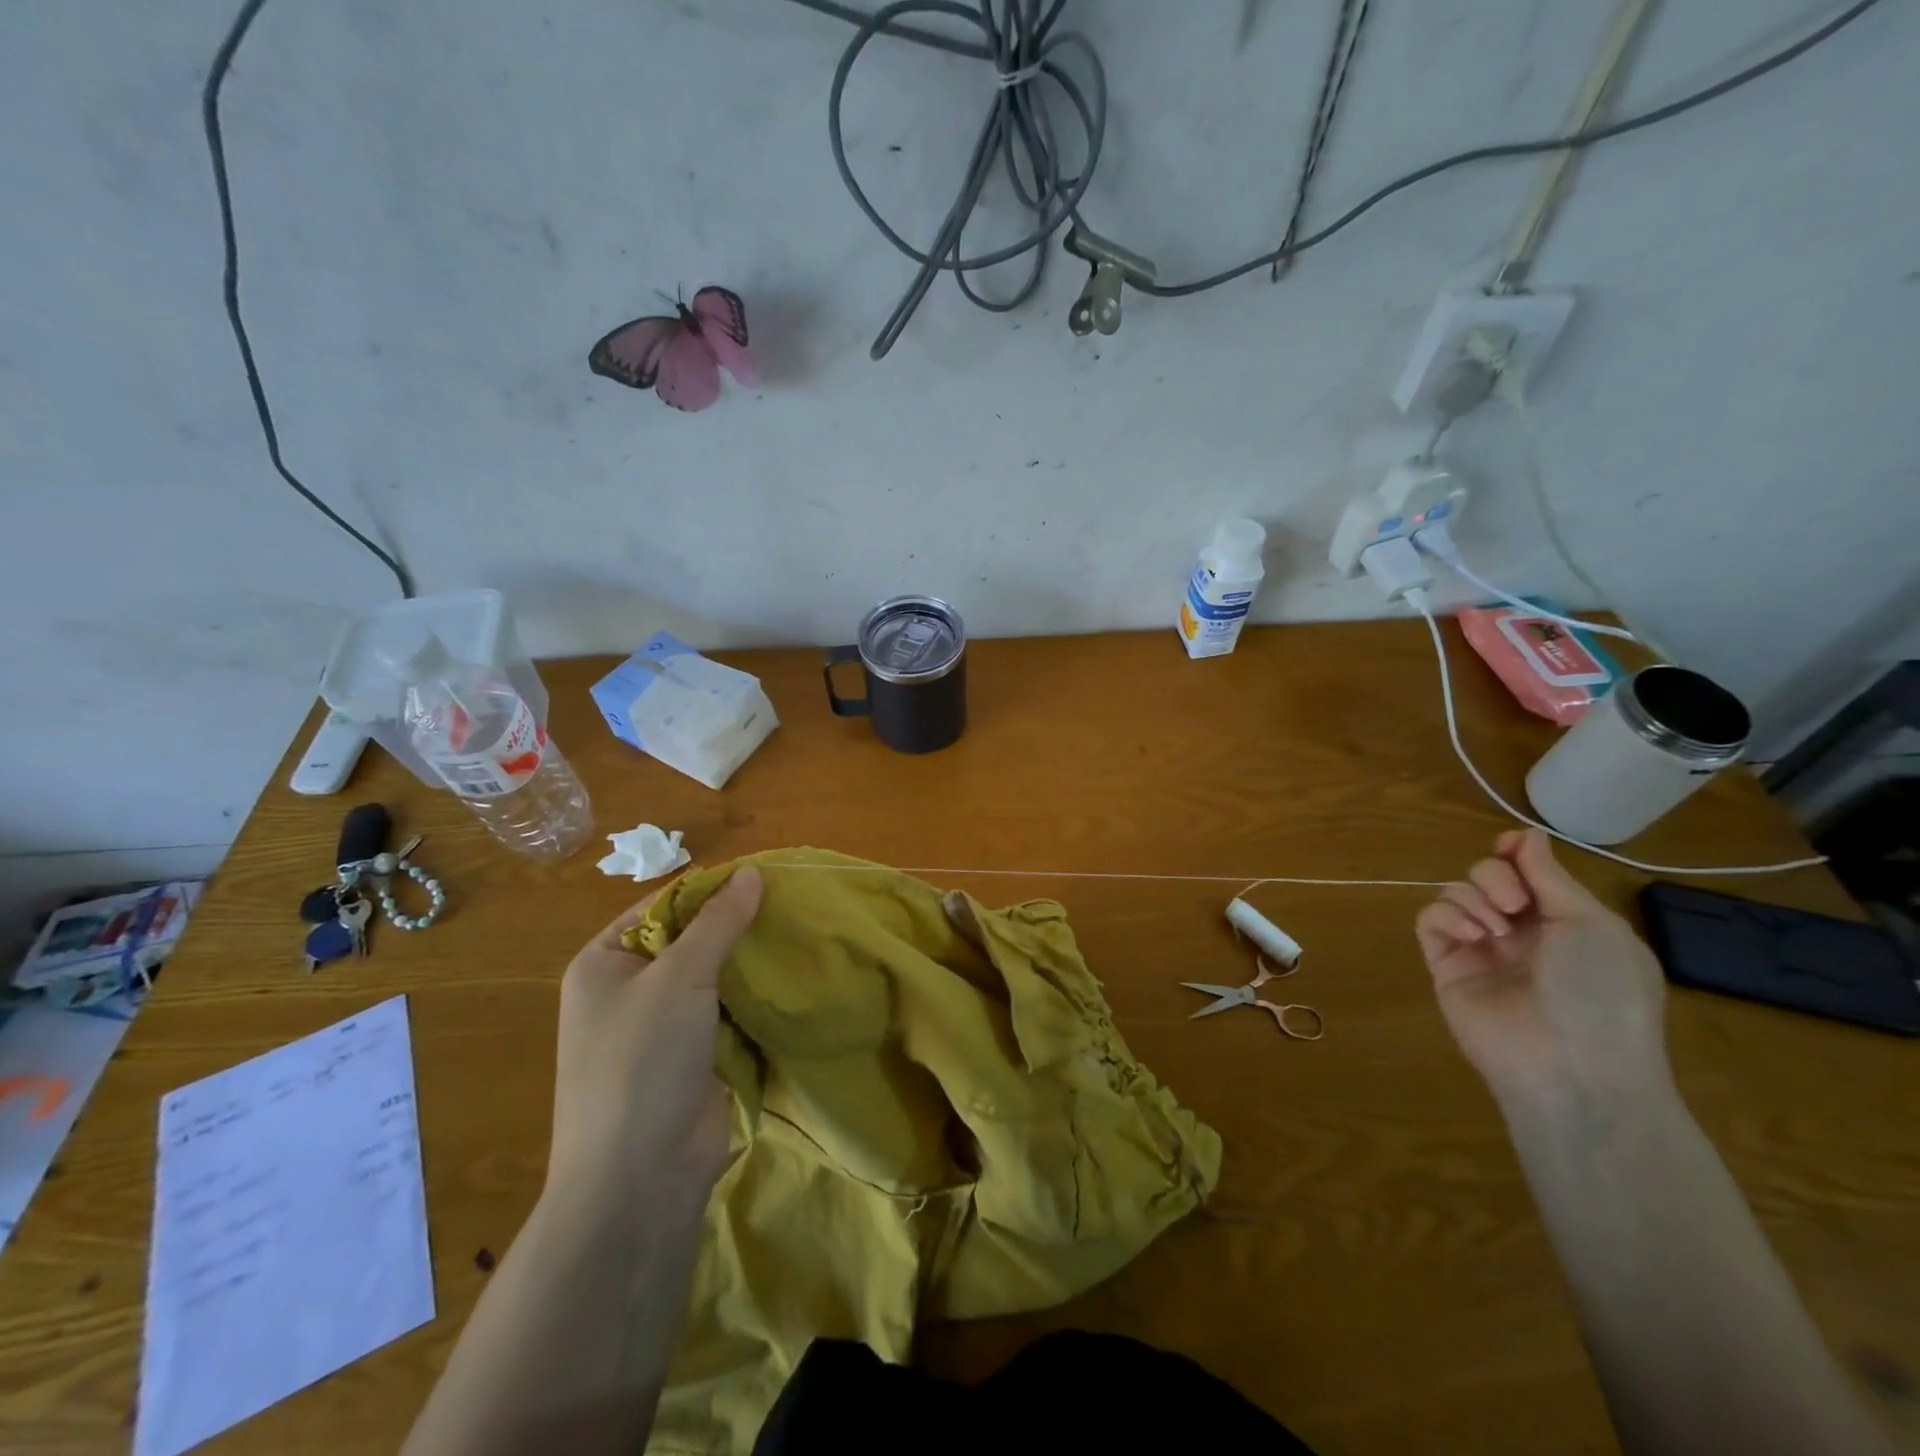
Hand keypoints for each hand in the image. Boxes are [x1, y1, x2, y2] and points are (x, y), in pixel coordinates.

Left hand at [547, 867, 762, 1208]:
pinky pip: (726, 1012)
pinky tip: (792, 977)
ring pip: (713, 977)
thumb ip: (718, 922)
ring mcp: (662, 1027)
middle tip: (789, 903)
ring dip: (748, 961)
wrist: (639, 1180)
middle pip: (689, 939)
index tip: (763, 877)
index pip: (662, 906)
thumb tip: (751, 872)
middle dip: (735, 925)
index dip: (710, 890)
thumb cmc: (643, 1063)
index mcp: (604, 963)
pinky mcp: (693, 1057)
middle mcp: (629, 990)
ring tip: (798, 932)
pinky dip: (754, 997)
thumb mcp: (680, 978)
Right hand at [1415, 830, 1669, 1111]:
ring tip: (1494, 930)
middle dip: (1495, 876)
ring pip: (1456, 893)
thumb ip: (1550, 876)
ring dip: (1473, 899)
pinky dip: (1447, 917)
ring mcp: (1481, 950)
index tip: (1509, 845)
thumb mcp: (1590, 925)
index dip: (1516, 853)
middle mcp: (1521, 932)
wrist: (1572, 1068)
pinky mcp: (1446, 965)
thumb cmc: (1601, 993)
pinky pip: (1431, 920)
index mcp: (1565, 923)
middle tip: (1513, 904)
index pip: (1529, 872)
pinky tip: (1472, 937)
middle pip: (1487, 876)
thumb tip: (1526, 834)